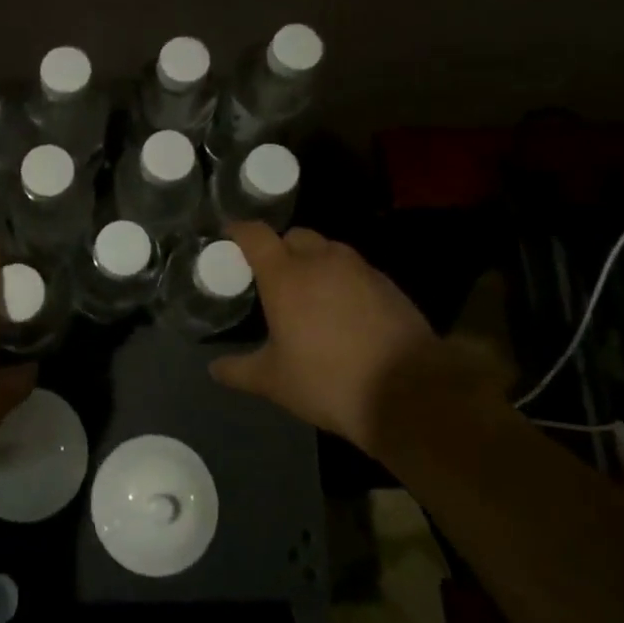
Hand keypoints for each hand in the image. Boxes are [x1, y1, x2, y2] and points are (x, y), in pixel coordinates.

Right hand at [211, 223, 508, 452]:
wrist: (409, 392)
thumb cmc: (327, 381)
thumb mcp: (275, 382)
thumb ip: (240, 371)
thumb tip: (214, 369)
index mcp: (285, 275)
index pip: (255, 234)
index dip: (239, 230)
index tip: (229, 234)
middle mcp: (320, 260)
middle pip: (295, 235)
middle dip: (280, 247)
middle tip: (273, 274)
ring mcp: (359, 269)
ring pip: (329, 250)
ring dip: (315, 261)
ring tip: (310, 292)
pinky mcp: (388, 284)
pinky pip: (356, 270)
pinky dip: (343, 280)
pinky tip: (345, 310)